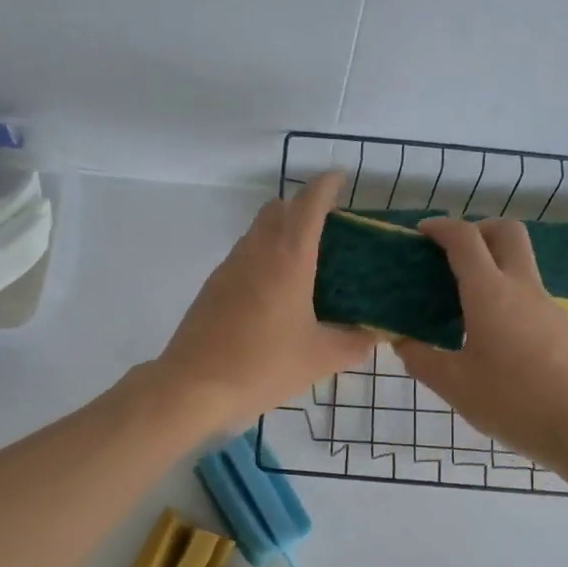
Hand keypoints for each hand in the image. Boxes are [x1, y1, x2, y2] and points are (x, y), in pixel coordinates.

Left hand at [156, 173, 377, 430]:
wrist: (194, 386)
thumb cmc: (263, 365)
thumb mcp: (320, 358)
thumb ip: (354, 343)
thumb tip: (374, 335)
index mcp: (288, 257)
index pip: (309, 203)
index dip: (326, 186)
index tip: (340, 179)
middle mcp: (256, 251)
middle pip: (279, 209)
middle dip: (303, 207)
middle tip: (329, 230)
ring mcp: (229, 267)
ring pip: (258, 231)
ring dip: (281, 232)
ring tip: (306, 263)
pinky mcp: (213, 287)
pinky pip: (244, 256)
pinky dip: (264, 257)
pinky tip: (275, 294)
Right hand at [395, 218, 567, 470]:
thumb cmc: (511, 402)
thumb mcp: (453, 385)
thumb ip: (421, 358)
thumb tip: (402, 341)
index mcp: (490, 294)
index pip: (465, 239)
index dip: (441, 227)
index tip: (421, 233)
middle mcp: (522, 288)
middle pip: (507, 232)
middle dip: (478, 229)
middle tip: (453, 255)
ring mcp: (547, 306)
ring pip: (522, 264)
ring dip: (494, 265)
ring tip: (465, 303)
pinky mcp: (562, 327)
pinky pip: (530, 295)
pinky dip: (507, 296)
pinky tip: (493, 336)